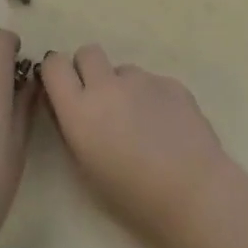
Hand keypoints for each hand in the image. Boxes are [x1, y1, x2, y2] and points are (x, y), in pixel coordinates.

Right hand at [40, 46, 241, 247]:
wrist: (193, 192)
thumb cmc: (132, 195)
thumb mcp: (85, 168)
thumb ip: (71, 128)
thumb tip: (64, 106)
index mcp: (79, 109)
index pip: (54, 64)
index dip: (57, 72)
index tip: (63, 89)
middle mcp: (107, 85)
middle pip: (88, 52)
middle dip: (88, 69)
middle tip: (100, 100)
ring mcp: (143, 80)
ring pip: (123, 70)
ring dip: (123, 87)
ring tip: (141, 123)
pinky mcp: (172, 82)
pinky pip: (152, 82)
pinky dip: (152, 98)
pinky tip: (166, 127)